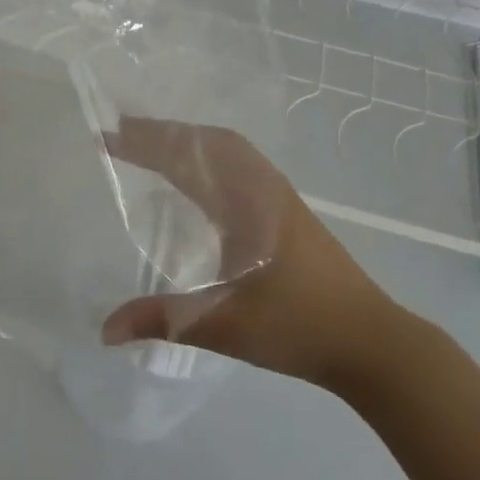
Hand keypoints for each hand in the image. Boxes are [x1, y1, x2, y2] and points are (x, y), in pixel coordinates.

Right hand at [99, 118, 401, 391]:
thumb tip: (104, 329)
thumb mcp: (225, 326)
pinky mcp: (288, 216)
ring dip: (190, 142)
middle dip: (165, 133)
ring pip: (230, 151)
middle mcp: (265, 190)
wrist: (375, 346)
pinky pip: (241, 168)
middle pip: (211, 141)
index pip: (190, 158)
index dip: (147, 143)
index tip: (109, 135)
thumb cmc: (301, 329)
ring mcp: (280, 201)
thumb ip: (162, 322)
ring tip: (152, 146)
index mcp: (248, 204)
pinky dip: (210, 159)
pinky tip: (198, 180)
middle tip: (122, 133)